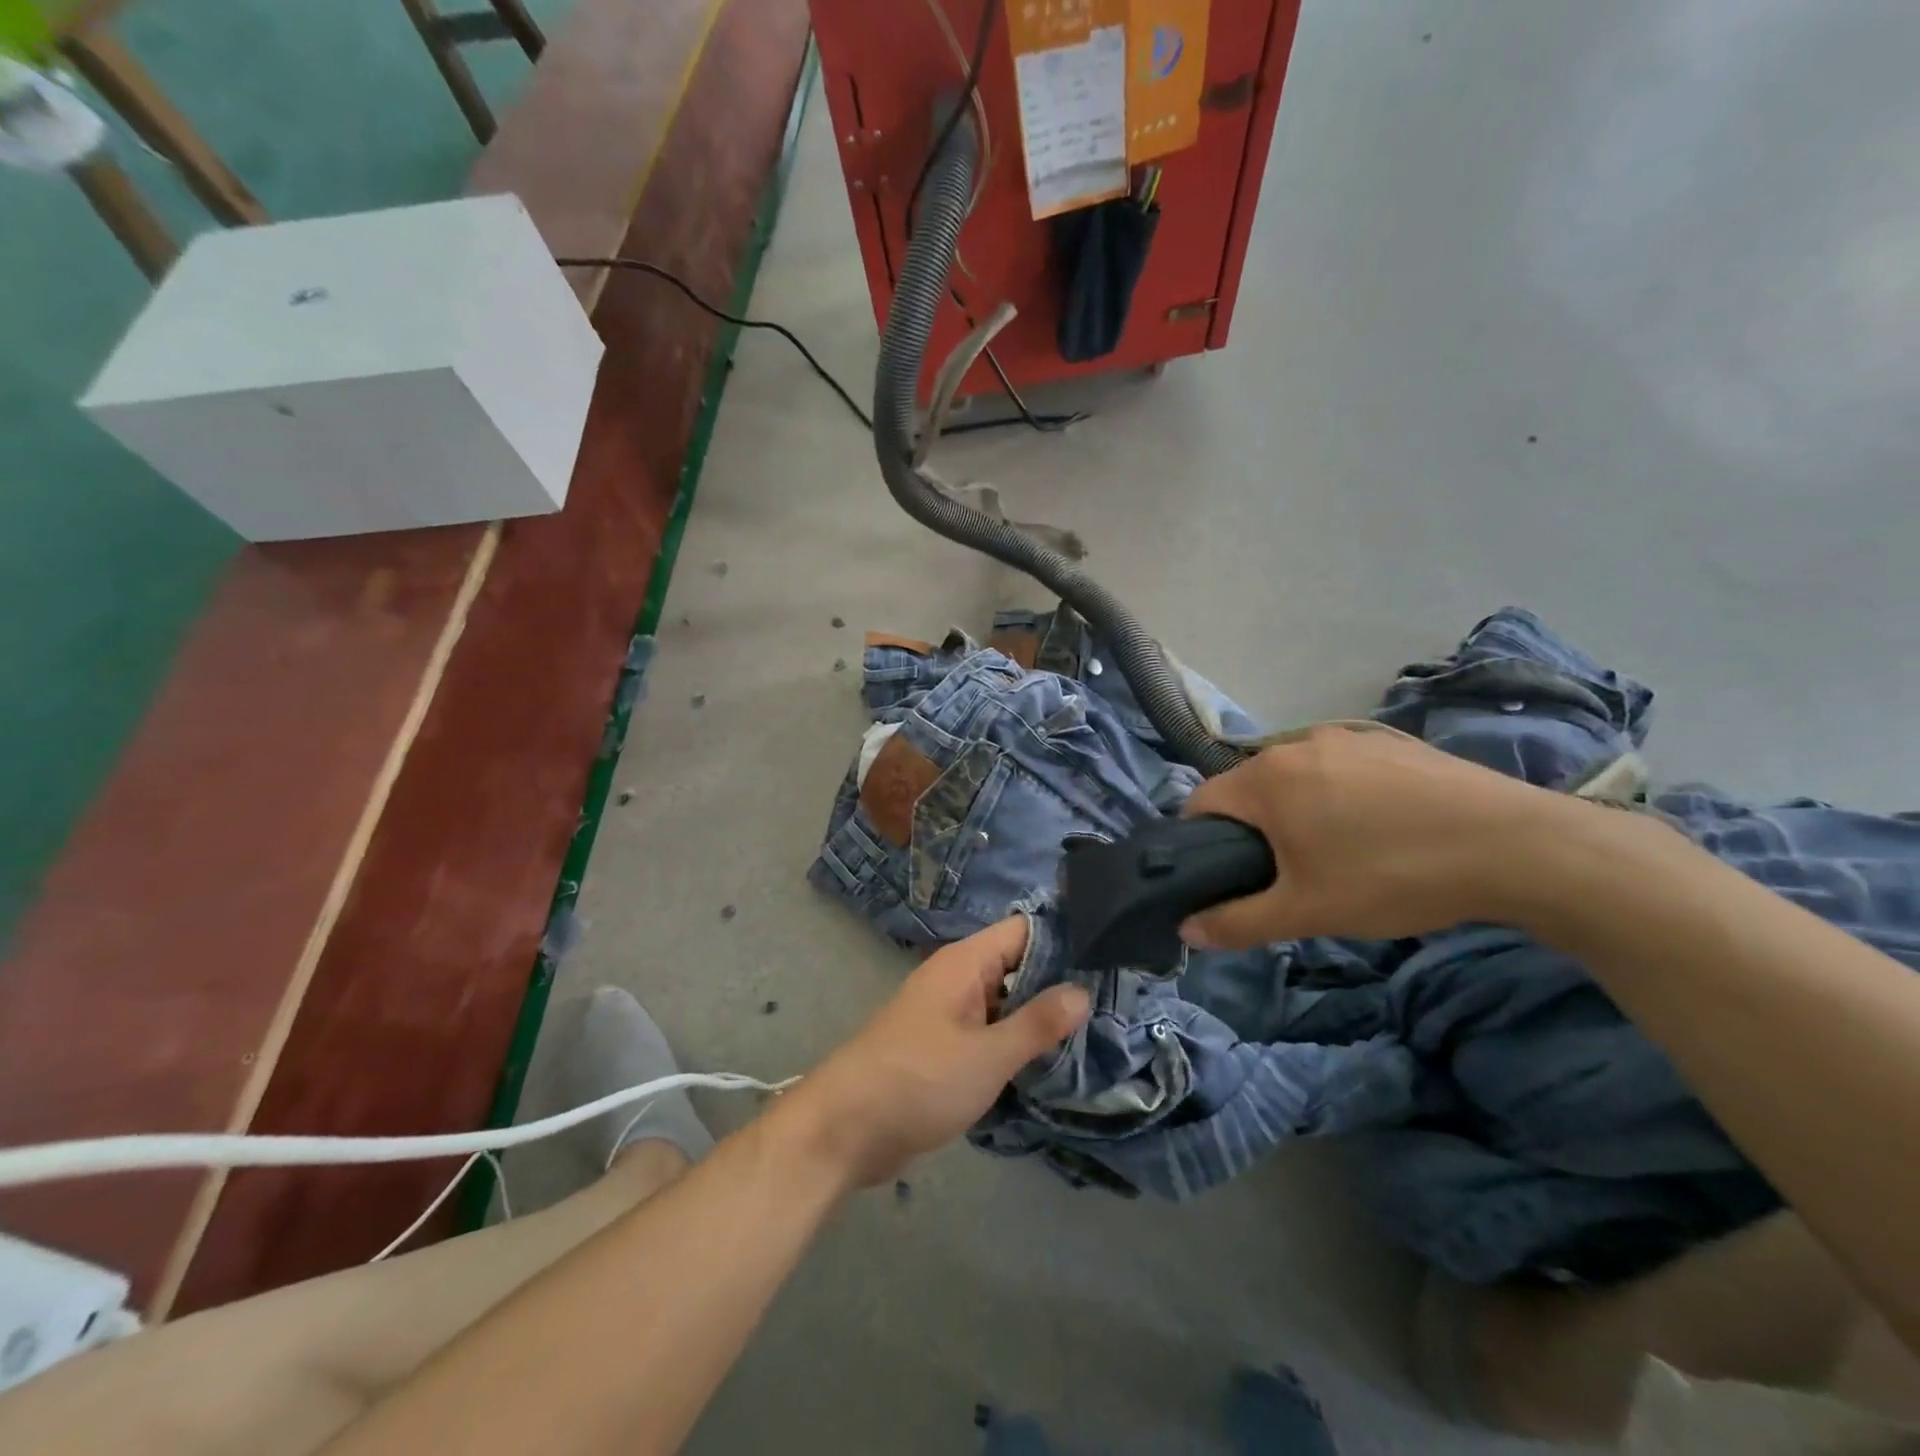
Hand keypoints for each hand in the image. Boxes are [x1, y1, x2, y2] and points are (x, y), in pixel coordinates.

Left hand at [783, 917, 1090, 1188]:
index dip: (1066, 938)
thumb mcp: (986, 1056)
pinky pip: (992, 1032)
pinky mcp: (946, 1048)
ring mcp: (951, 1015)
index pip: (1025, 930)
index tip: (1112, 956)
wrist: (845, 1131)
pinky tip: (1057, 1061)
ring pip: (1007, 1002)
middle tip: (1120, 1000)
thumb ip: (1036, 1024)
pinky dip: (1019, 1041)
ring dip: (1042, 1016)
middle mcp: (959, 979)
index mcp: (965, 964)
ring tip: (1102, 1030)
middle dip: (1061, 983)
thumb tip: (1084, 991)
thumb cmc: (916, 1081)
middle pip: (1019, 966)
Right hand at [1179, 726, 1576, 949]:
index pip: (1200, 802)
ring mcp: (1348, 737)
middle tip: (1284, 875)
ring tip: (1337, 853)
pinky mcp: (1390, 742)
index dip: (1200, 842)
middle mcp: (1297, 745)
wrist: (1516, 846)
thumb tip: (1186, 930)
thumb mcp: (1306, 912)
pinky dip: (1339, 796)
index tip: (1225, 877)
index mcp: (1266, 778)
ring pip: (1296, 777)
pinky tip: (1381, 830)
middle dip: (1252, 829)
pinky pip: (1340, 769)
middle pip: (1248, 788)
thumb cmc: (1391, 876)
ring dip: (1297, 811)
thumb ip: (1237, 922)